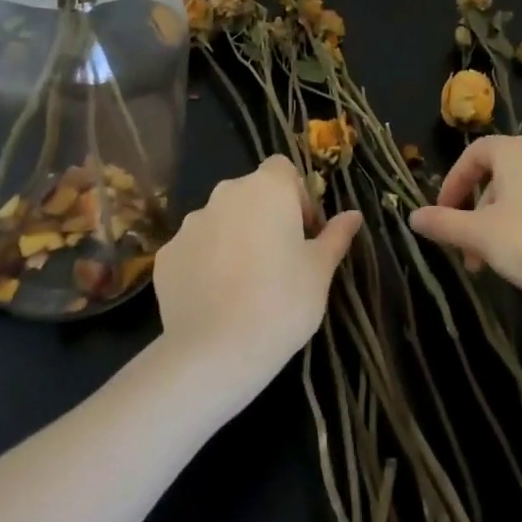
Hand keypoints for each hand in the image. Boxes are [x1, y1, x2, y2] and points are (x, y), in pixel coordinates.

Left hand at [154, 155, 362, 392]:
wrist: (214, 353)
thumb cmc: (282, 303)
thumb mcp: (320, 271)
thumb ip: (336, 236)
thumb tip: (353, 215)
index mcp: (267, 188)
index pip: (283, 169)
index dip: (296, 195)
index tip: (304, 233)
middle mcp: (226, 194)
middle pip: (251, 193)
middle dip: (265, 217)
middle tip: (279, 261)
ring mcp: (191, 223)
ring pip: (221, 220)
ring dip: (234, 238)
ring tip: (245, 284)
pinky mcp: (167, 255)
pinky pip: (194, 249)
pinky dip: (205, 263)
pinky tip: (216, 298)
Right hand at [408, 136, 521, 318]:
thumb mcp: (481, 236)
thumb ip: (444, 224)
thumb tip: (413, 217)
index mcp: (514, 150)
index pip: (472, 156)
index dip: (452, 184)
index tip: (441, 215)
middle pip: (495, 176)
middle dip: (474, 213)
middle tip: (465, 251)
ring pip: (518, 194)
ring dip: (496, 224)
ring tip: (490, 264)